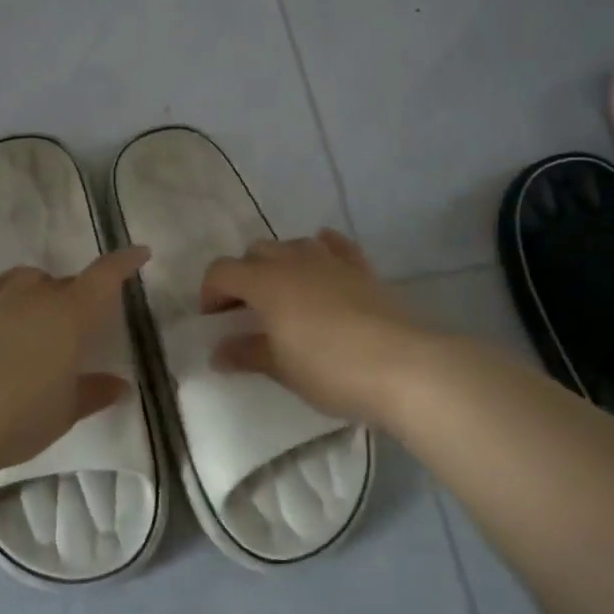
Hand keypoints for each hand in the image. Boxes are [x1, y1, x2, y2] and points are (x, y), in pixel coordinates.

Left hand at [0, 246, 149, 475]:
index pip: (104, 276)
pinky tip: (6, 327)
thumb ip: (93, 392)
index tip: (140, 254)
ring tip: (43, 315)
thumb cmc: (20, 413)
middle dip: (80, 292)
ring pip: (26, 279)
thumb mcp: (65, 410)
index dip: (124, 263)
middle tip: (86, 319)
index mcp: (70, 313)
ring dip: (41, 289)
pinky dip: (9, 301)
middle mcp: (35, 297)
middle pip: (65, 281)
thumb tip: (120, 385)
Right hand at [201, 229, 441, 425]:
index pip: (222, 271)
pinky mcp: (362, 269)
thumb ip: (247, 354)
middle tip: (244, 310)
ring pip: (292, 244)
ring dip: (278, 262)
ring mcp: (331, 261)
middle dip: (242, 275)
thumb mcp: (282, 368)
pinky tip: (321, 262)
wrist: (403, 366)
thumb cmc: (331, 369)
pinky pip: (335, 247)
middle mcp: (294, 261)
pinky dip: (321, 250)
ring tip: (282, 293)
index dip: (210, 292)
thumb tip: (218, 352)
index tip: (212, 320)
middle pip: (255, 252)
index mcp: (266, 282)